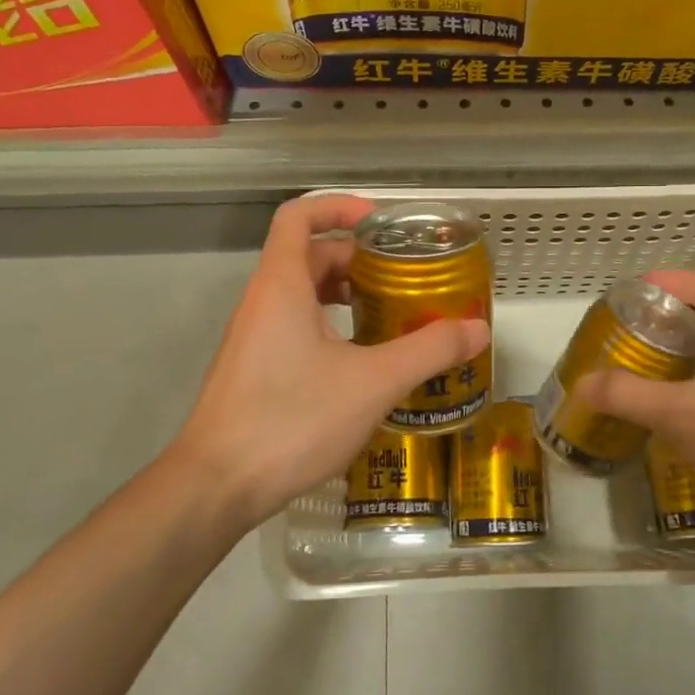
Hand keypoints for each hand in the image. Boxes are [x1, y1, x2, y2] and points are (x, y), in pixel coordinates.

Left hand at [165, 194, 490, 531]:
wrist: (216, 487)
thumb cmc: (292, 419)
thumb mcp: (373, 382)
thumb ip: (428, 351)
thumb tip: (478, 330)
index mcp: (282, 286)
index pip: (299, 216)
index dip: (338, 206)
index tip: (381, 223)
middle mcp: (262, 303)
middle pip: (308, 256)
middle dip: (358, 259)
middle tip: (404, 278)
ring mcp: (254, 339)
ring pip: (303, 296)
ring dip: (346, 296)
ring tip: (392, 316)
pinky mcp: (254, 371)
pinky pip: (296, 328)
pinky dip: (332, 328)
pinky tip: (364, 363)